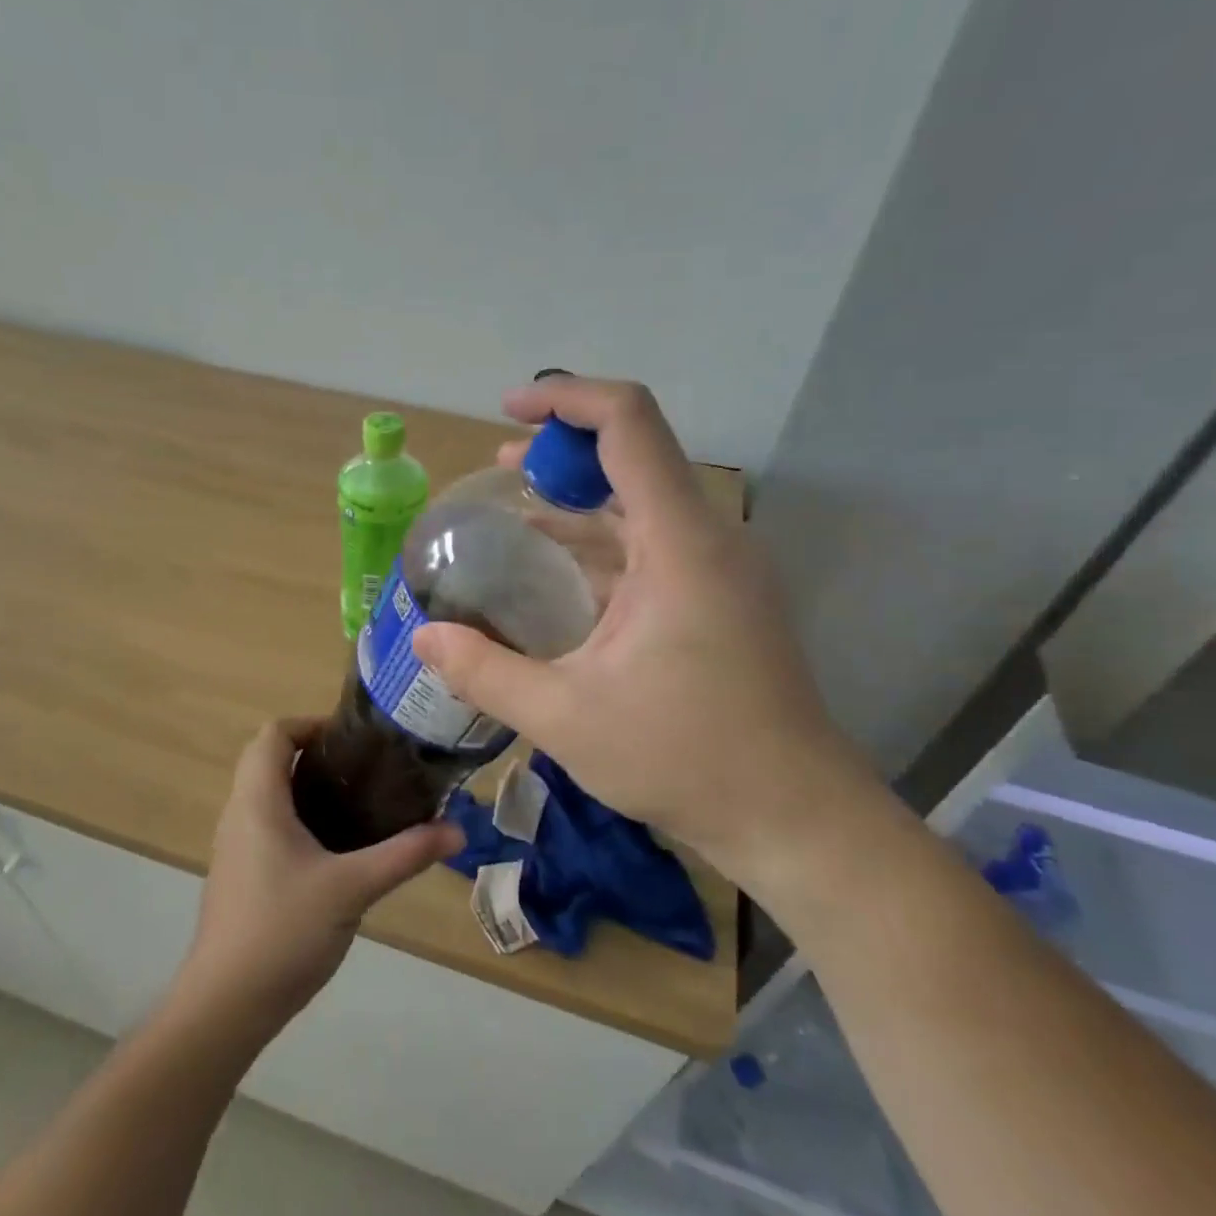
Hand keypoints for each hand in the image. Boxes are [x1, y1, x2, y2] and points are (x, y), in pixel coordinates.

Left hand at [177, 719, 463, 1032]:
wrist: (225, 1005)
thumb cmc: (283, 931)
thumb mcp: (353, 888)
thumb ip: (405, 855)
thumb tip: (457, 831)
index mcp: (258, 801)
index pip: (273, 733)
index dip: (310, 724)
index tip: (353, 740)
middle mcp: (240, 814)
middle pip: (270, 759)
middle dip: (315, 754)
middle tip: (364, 770)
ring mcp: (236, 846)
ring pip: (269, 794)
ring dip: (307, 786)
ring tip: (359, 802)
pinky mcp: (240, 874)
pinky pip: (268, 824)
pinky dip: (299, 817)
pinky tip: (336, 849)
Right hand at [410, 377, 880, 896]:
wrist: (793, 816)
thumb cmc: (685, 759)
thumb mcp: (565, 718)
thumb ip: (485, 672)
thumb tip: (422, 637)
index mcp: (679, 543)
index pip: (628, 424)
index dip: (566, 399)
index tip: (509, 413)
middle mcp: (706, 538)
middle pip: (635, 453)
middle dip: (564, 449)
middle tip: (502, 468)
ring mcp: (718, 568)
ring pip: (644, 500)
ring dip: (582, 495)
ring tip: (518, 506)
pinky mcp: (718, 597)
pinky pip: (652, 542)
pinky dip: (603, 538)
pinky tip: (558, 567)